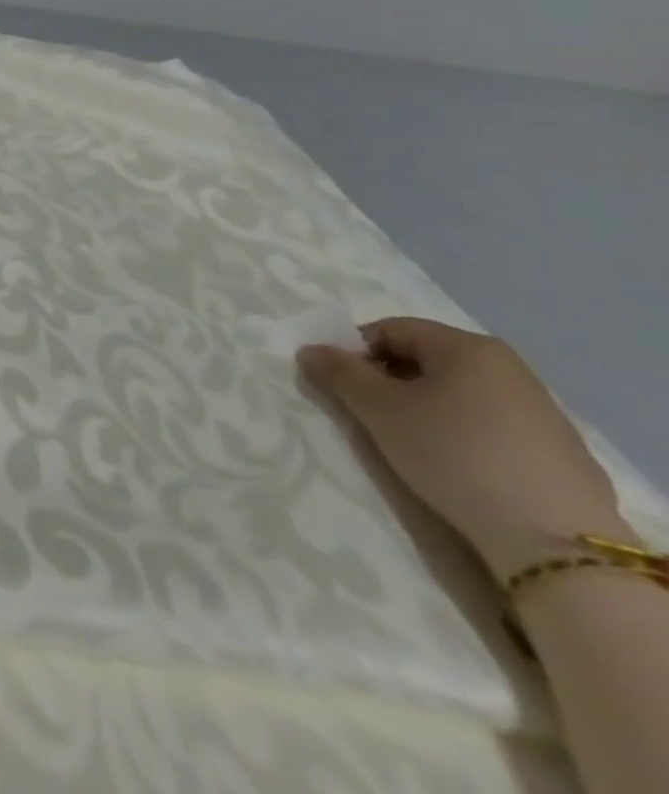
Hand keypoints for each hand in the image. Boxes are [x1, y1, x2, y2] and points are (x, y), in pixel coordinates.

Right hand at [299, 319, 629, 576]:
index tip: (340, 385)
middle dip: (388, 380)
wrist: (554, 542)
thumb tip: (312, 350)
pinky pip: (489, 424)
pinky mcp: (560, 451)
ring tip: (410, 442)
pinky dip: (460, 433)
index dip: (355, 351)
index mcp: (468, 347)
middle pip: (425, 359)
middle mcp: (509, 367)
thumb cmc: (452, 453)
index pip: (390, 329)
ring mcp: (542, 410)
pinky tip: (456, 466)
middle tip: (369, 414)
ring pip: (458, 393)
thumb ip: (338, 372)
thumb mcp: (378, 409)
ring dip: (422, 407)